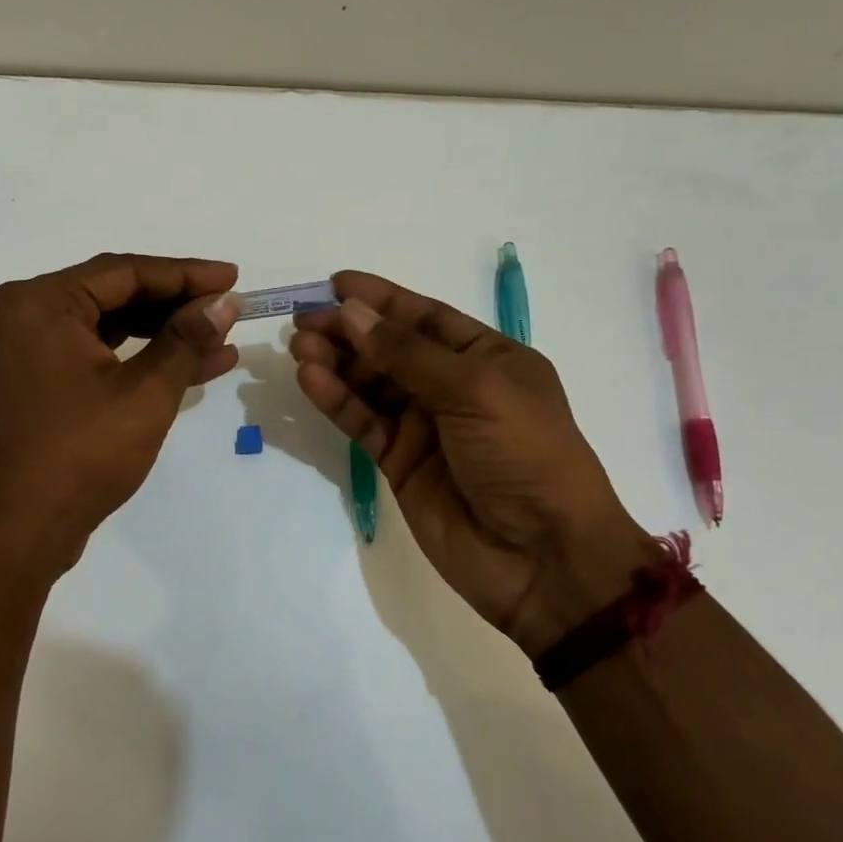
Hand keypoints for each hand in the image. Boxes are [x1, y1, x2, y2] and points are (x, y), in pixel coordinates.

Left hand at [0, 253, 240, 580]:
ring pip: (114, 325)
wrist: (22, 533)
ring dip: (167, 332)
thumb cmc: (81, 454)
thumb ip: (186, 339)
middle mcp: (29, 315)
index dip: (185, 274)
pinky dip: (145, 358)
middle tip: (230, 306)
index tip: (233, 277)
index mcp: (41, 303)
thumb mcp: (144, 392)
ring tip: (222, 335)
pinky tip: (198, 364)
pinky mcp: (45, 381)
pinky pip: (103, 354)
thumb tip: (225, 302)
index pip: (125, 272)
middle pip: (118, 294)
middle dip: (178, 303)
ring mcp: (33, 350)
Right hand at [290, 271, 659, 657]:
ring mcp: (425, 426)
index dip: (381, 299)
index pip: (425, 317)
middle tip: (304, 321)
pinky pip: (363, 422)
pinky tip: (311, 379)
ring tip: (300, 347)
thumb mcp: (475, 389)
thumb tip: (352, 312)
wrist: (542, 557)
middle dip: (349, 331)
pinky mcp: (401, 462)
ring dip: (336, 362)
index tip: (336, 284)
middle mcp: (454, 386)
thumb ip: (407, 353)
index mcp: (488, 357)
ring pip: (371, 384)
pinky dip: (337, 400)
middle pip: (391, 348)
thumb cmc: (524, 454)